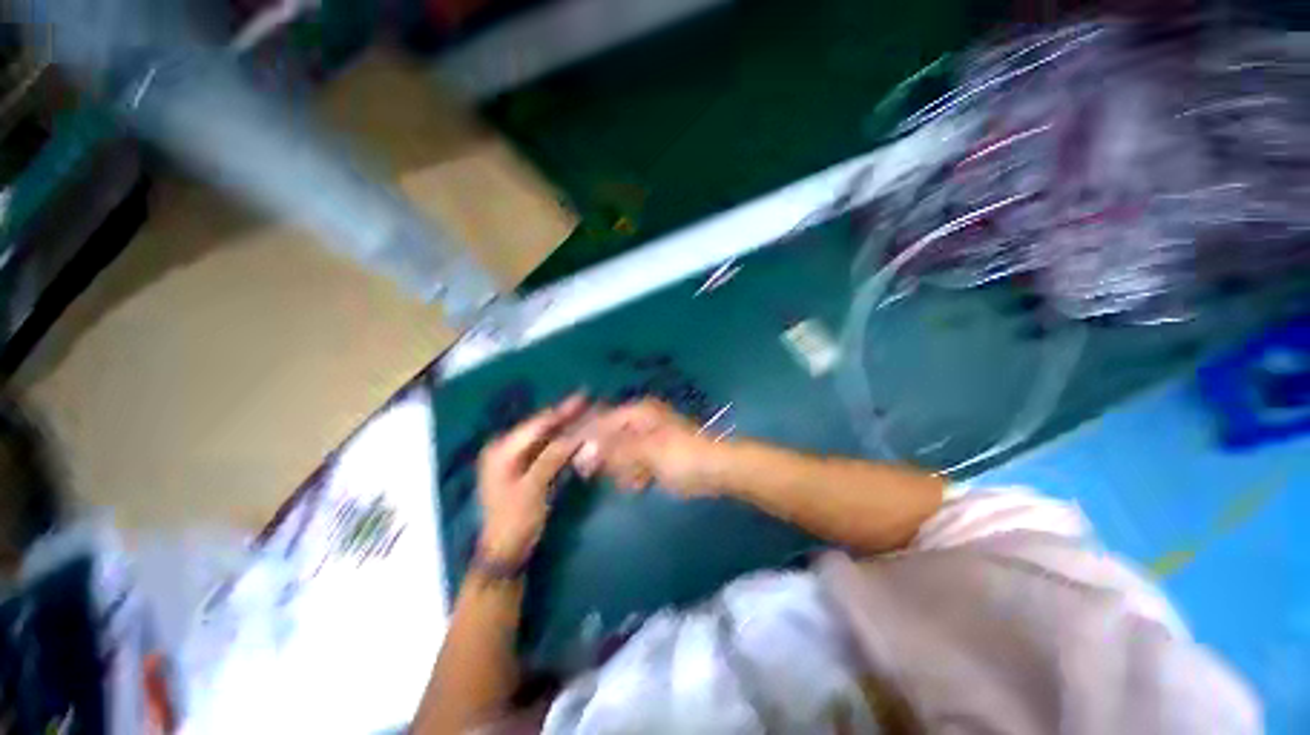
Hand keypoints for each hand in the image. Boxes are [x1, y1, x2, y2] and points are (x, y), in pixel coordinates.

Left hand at [476, 395, 586, 563]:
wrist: (506, 550)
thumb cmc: (514, 519)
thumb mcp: (533, 488)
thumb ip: (552, 457)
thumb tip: (576, 435)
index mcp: (502, 450)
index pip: (537, 423)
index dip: (562, 410)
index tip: (583, 397)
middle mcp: (508, 449)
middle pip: (542, 428)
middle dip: (566, 417)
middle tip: (590, 403)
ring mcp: (517, 459)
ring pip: (546, 437)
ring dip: (567, 428)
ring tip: (589, 415)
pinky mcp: (527, 469)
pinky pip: (547, 450)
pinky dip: (563, 443)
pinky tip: (579, 436)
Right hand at [573, 399, 726, 495]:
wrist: (717, 469)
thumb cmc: (680, 455)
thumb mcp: (645, 451)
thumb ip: (614, 449)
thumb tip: (585, 450)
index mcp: (638, 414)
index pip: (602, 421)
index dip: (586, 437)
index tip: (572, 456)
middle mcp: (641, 422)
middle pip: (610, 437)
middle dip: (604, 456)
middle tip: (594, 474)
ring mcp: (649, 439)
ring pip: (622, 452)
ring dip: (620, 468)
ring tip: (628, 480)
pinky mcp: (657, 455)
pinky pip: (636, 463)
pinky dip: (634, 474)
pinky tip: (638, 484)